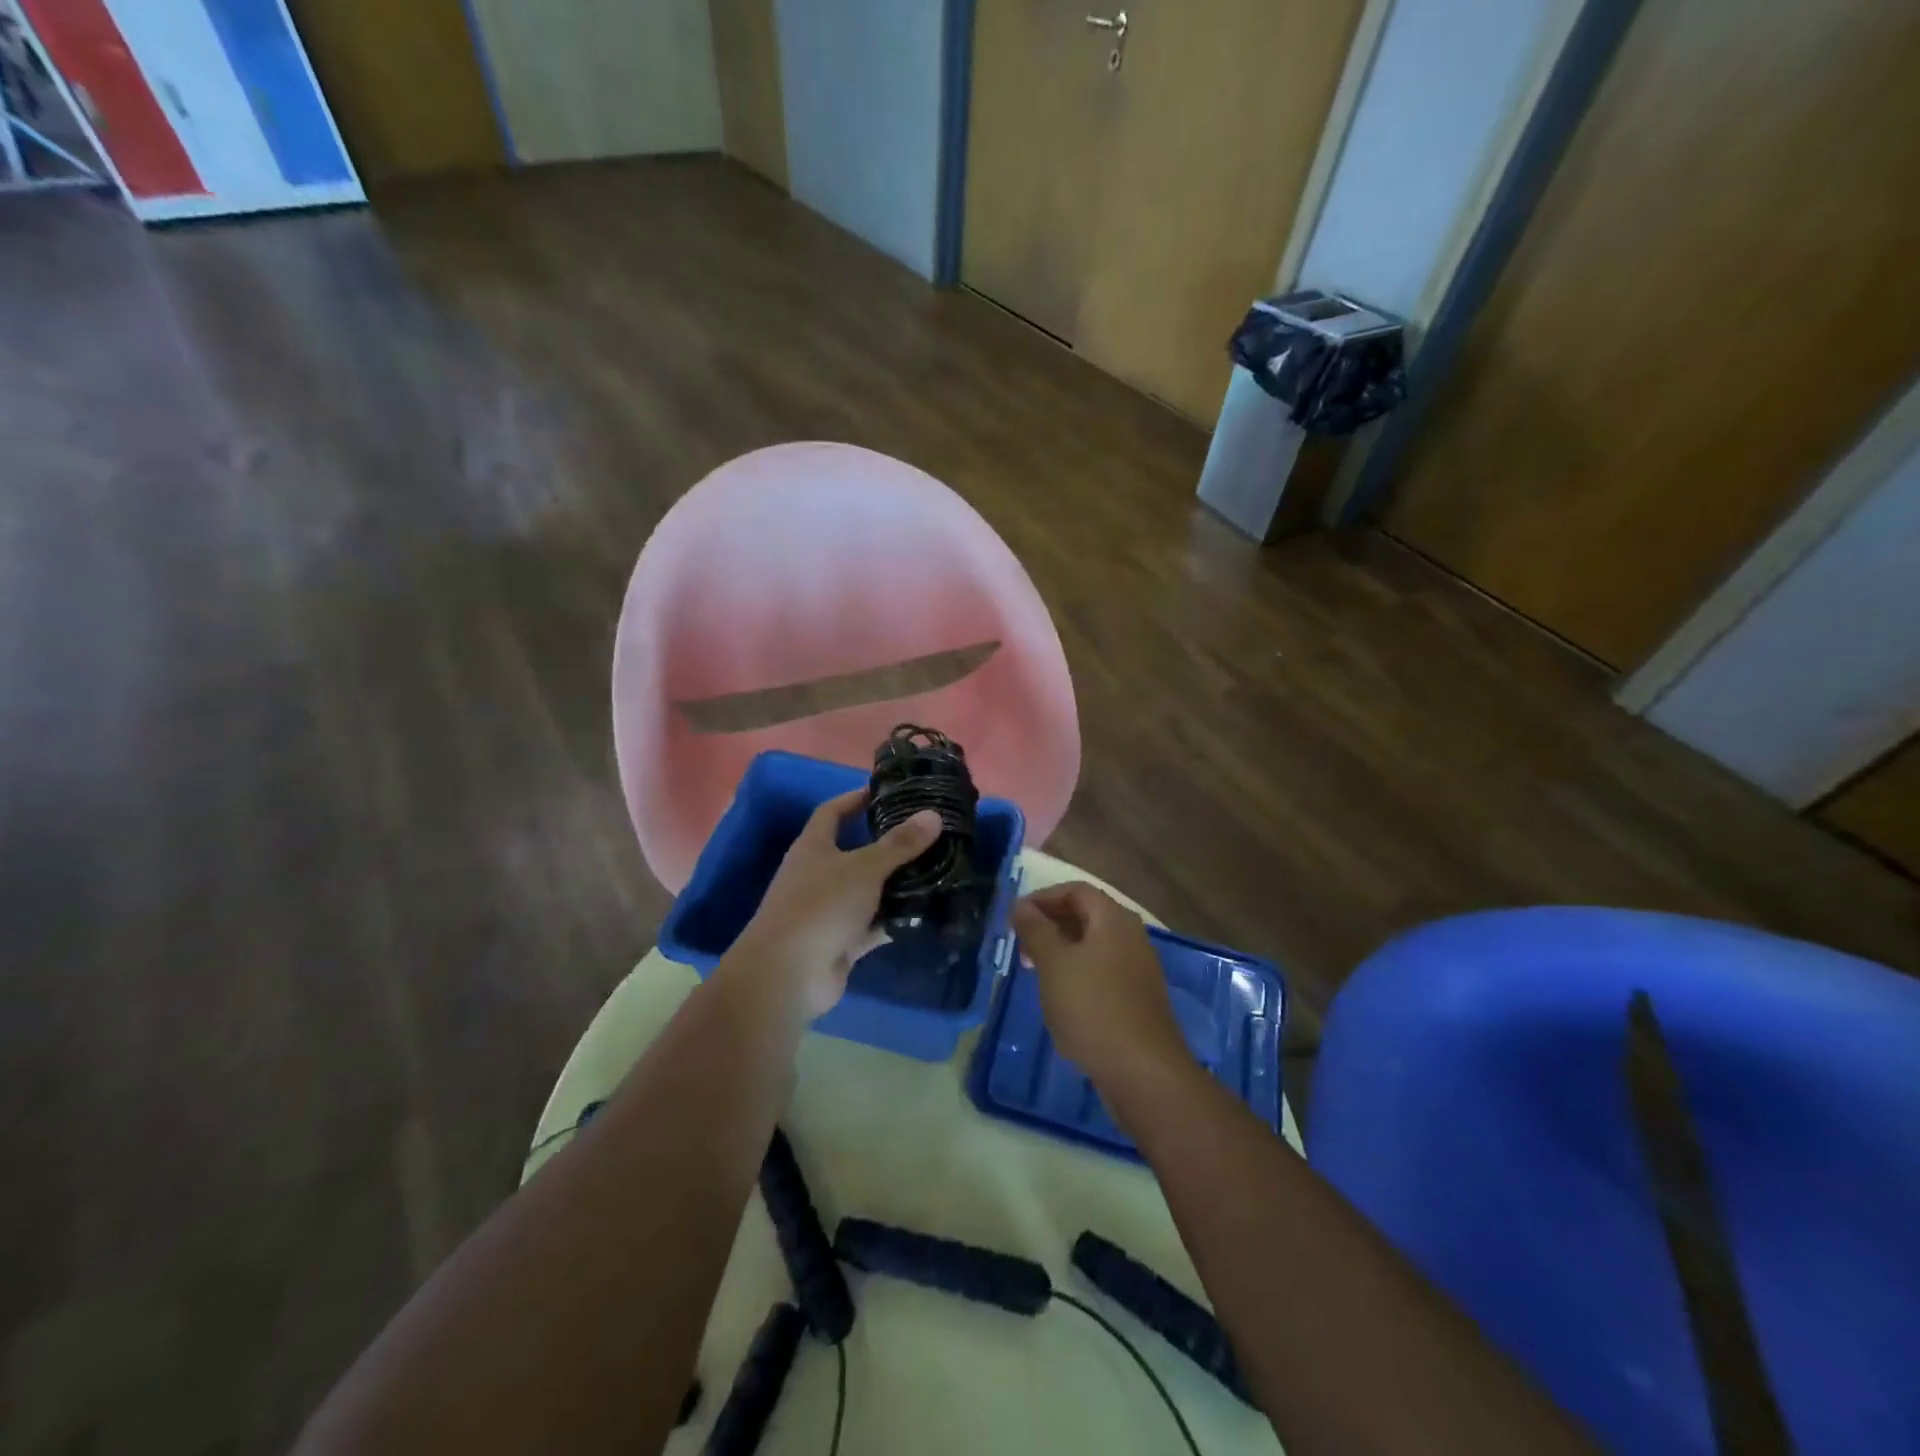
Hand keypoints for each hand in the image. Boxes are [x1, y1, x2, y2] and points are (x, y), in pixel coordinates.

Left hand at [729, 788, 941, 1020]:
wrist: (787, 975)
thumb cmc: (820, 906)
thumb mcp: (864, 868)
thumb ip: (900, 844)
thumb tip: (933, 815)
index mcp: (814, 847)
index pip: (832, 812)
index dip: (855, 799)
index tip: (885, 792)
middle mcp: (818, 875)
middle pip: (855, 852)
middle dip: (887, 844)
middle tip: (925, 834)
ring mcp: (829, 910)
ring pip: (868, 890)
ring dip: (895, 884)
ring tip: (936, 869)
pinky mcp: (841, 941)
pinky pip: (873, 924)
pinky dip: (894, 919)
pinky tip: (925, 911)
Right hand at [1012, 882, 1187, 1087]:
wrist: (1142, 1071)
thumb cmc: (1092, 1007)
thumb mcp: (1053, 964)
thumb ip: (1035, 929)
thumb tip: (1021, 905)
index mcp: (1113, 919)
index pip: (1076, 890)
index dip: (1043, 898)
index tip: (1015, 917)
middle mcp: (1131, 936)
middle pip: (1087, 915)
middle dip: (1051, 924)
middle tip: (1021, 945)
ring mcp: (1138, 968)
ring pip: (1094, 946)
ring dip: (1062, 951)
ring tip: (1035, 971)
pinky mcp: (1139, 998)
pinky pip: (1103, 971)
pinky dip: (1078, 973)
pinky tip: (1062, 998)